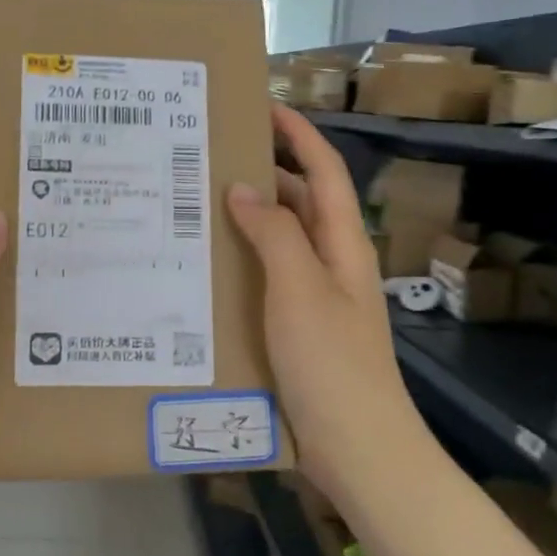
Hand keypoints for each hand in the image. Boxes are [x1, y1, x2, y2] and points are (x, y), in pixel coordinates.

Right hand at [225, 106, 417, 488]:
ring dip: (250, 218)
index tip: (262, 105)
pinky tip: (208, 268)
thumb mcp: (301, 289)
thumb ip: (275, 234)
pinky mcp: (298, 329)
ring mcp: (316, 298)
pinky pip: (269, 278)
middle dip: (265, 172)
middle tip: (211, 157)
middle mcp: (332, 263)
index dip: (298, 135)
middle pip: (302, 202)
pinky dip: (244, 261)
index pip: (324, 172)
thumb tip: (244, 187)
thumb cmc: (333, 364)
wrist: (359, 449)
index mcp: (343, 244)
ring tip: (197, 204)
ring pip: (282, 241)